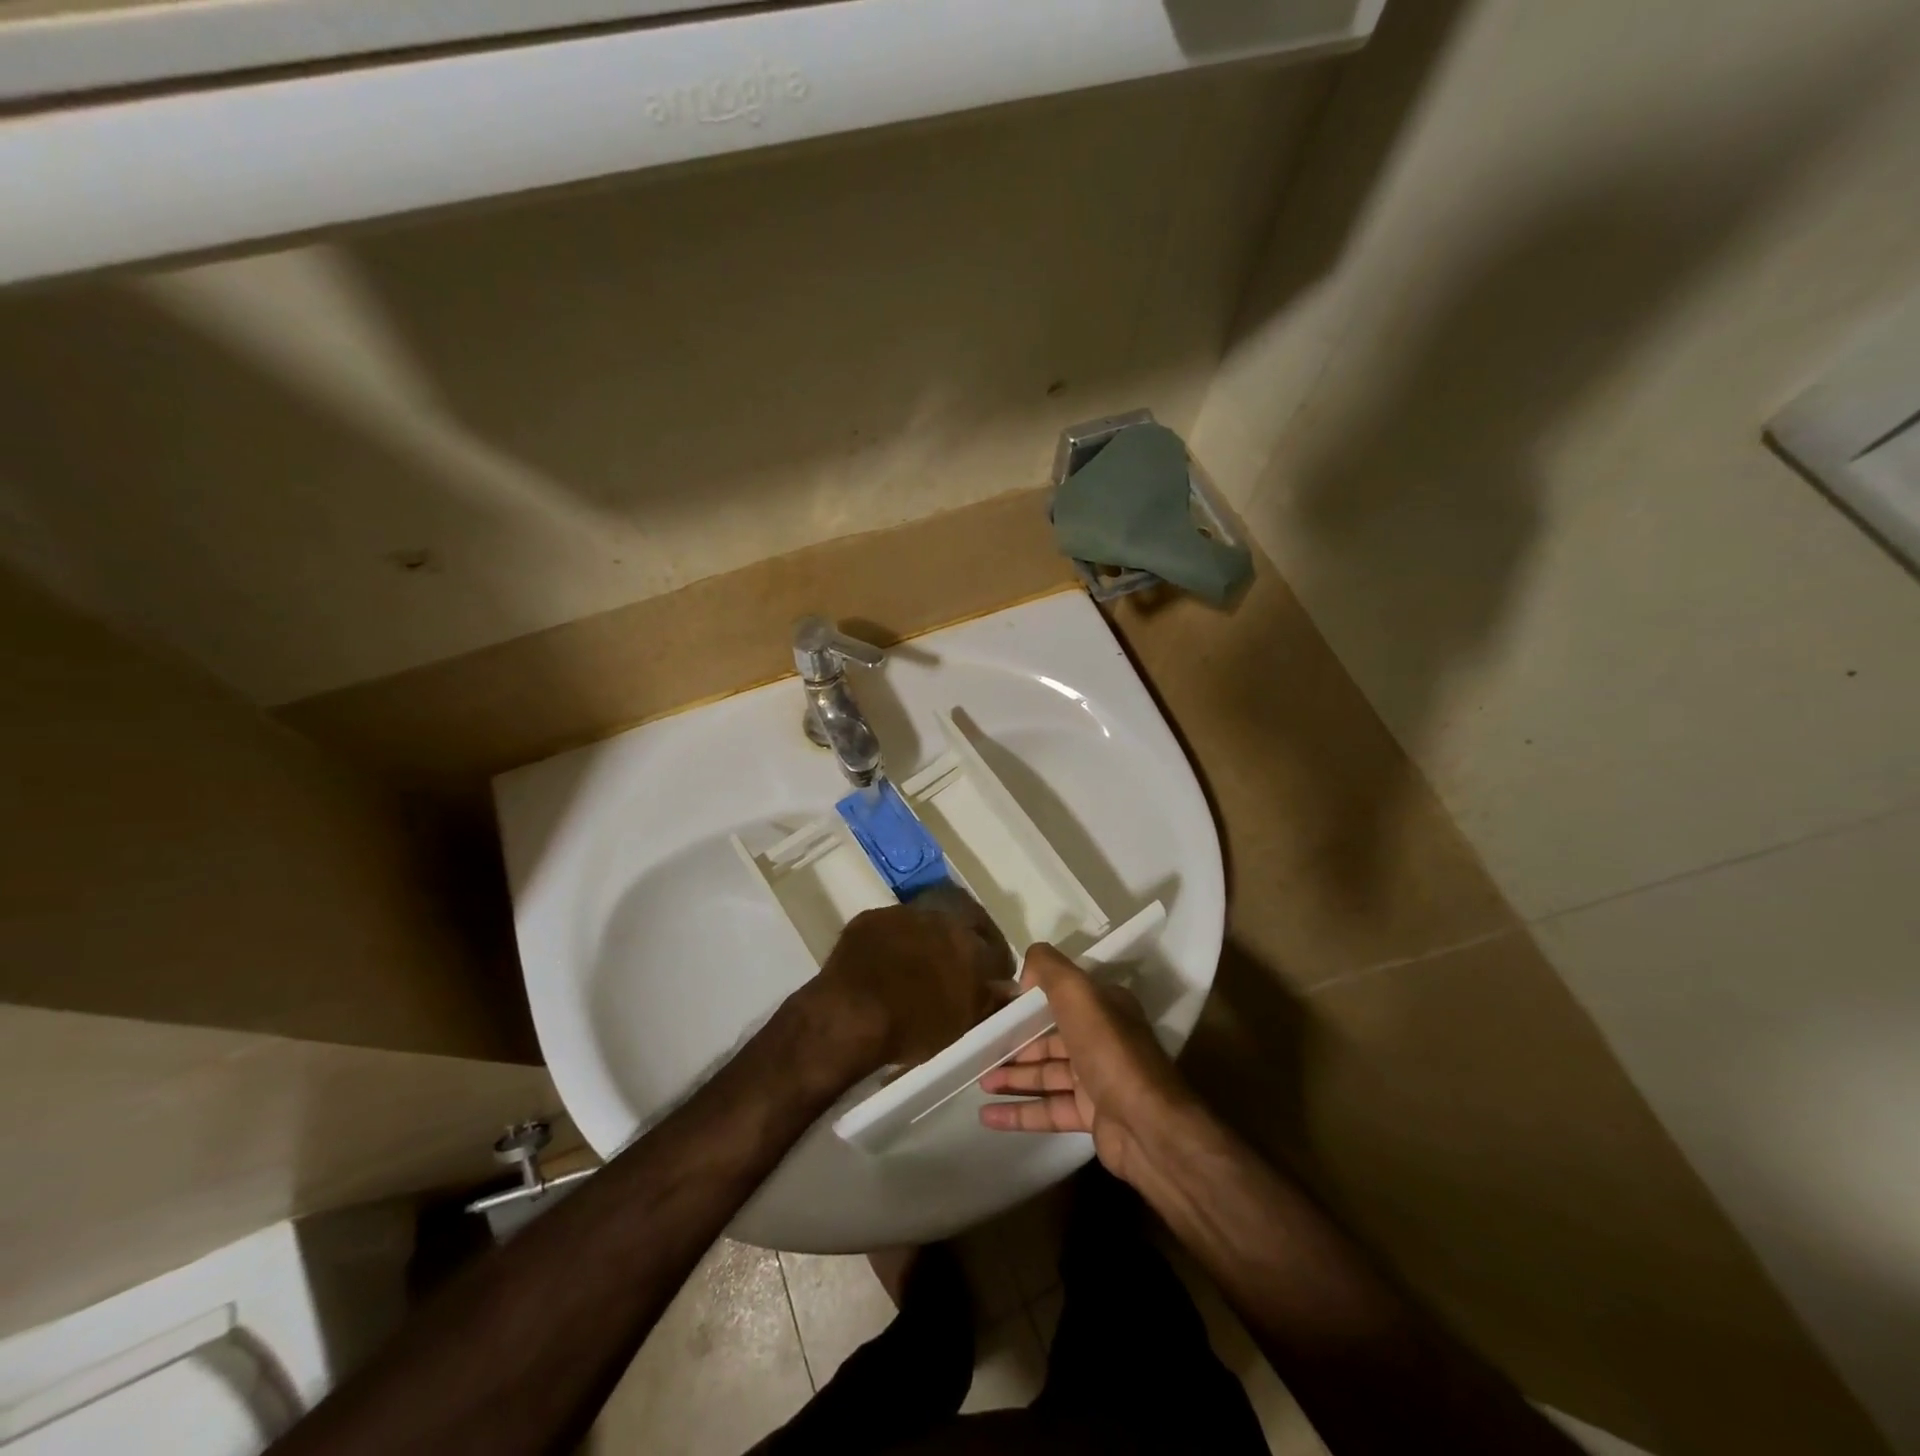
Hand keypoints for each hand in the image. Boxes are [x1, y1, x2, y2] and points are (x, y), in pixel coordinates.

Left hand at [813, 893, 1013, 1069]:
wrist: (850, 1015)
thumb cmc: (913, 1026)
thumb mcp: (962, 1025)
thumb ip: (989, 1001)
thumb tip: (1007, 989)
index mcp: (970, 944)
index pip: (996, 949)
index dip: (994, 966)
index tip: (990, 982)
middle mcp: (941, 918)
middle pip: (962, 926)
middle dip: (963, 944)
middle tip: (955, 969)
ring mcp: (903, 914)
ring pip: (925, 924)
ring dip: (926, 940)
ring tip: (916, 967)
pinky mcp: (870, 918)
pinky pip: (891, 928)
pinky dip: (893, 943)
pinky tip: (885, 964)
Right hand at [976, 943, 1198, 1186]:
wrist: (1148, 1126)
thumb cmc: (1109, 1052)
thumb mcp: (1078, 994)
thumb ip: (1049, 969)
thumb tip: (1025, 970)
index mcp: (1104, 1007)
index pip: (1061, 997)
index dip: (1027, 1002)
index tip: (994, 1007)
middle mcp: (1103, 1039)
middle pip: (1050, 1037)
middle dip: (1015, 1042)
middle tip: (980, 1048)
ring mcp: (1098, 1080)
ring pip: (1047, 1073)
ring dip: (1013, 1076)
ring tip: (979, 1081)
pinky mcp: (1092, 1116)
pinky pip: (1049, 1109)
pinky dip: (1019, 1111)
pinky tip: (987, 1116)